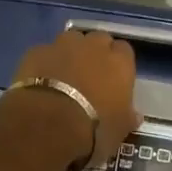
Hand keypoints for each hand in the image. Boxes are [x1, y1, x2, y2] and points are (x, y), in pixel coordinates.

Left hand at [11, 29, 138, 169]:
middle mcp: (94, 46)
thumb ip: (127, 117)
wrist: (47, 124)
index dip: (118, 63)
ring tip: (64, 75)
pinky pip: (45, 52)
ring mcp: (63, 44)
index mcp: (119, 62)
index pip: (124, 51)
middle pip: (99, 39)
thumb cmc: (93, 129)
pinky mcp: (37, 51)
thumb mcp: (119, 131)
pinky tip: (41, 79)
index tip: (114, 79)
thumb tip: (134, 115)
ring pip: (71, 40)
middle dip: (95, 52)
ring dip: (70, 52)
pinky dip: (46, 62)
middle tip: (90, 75)